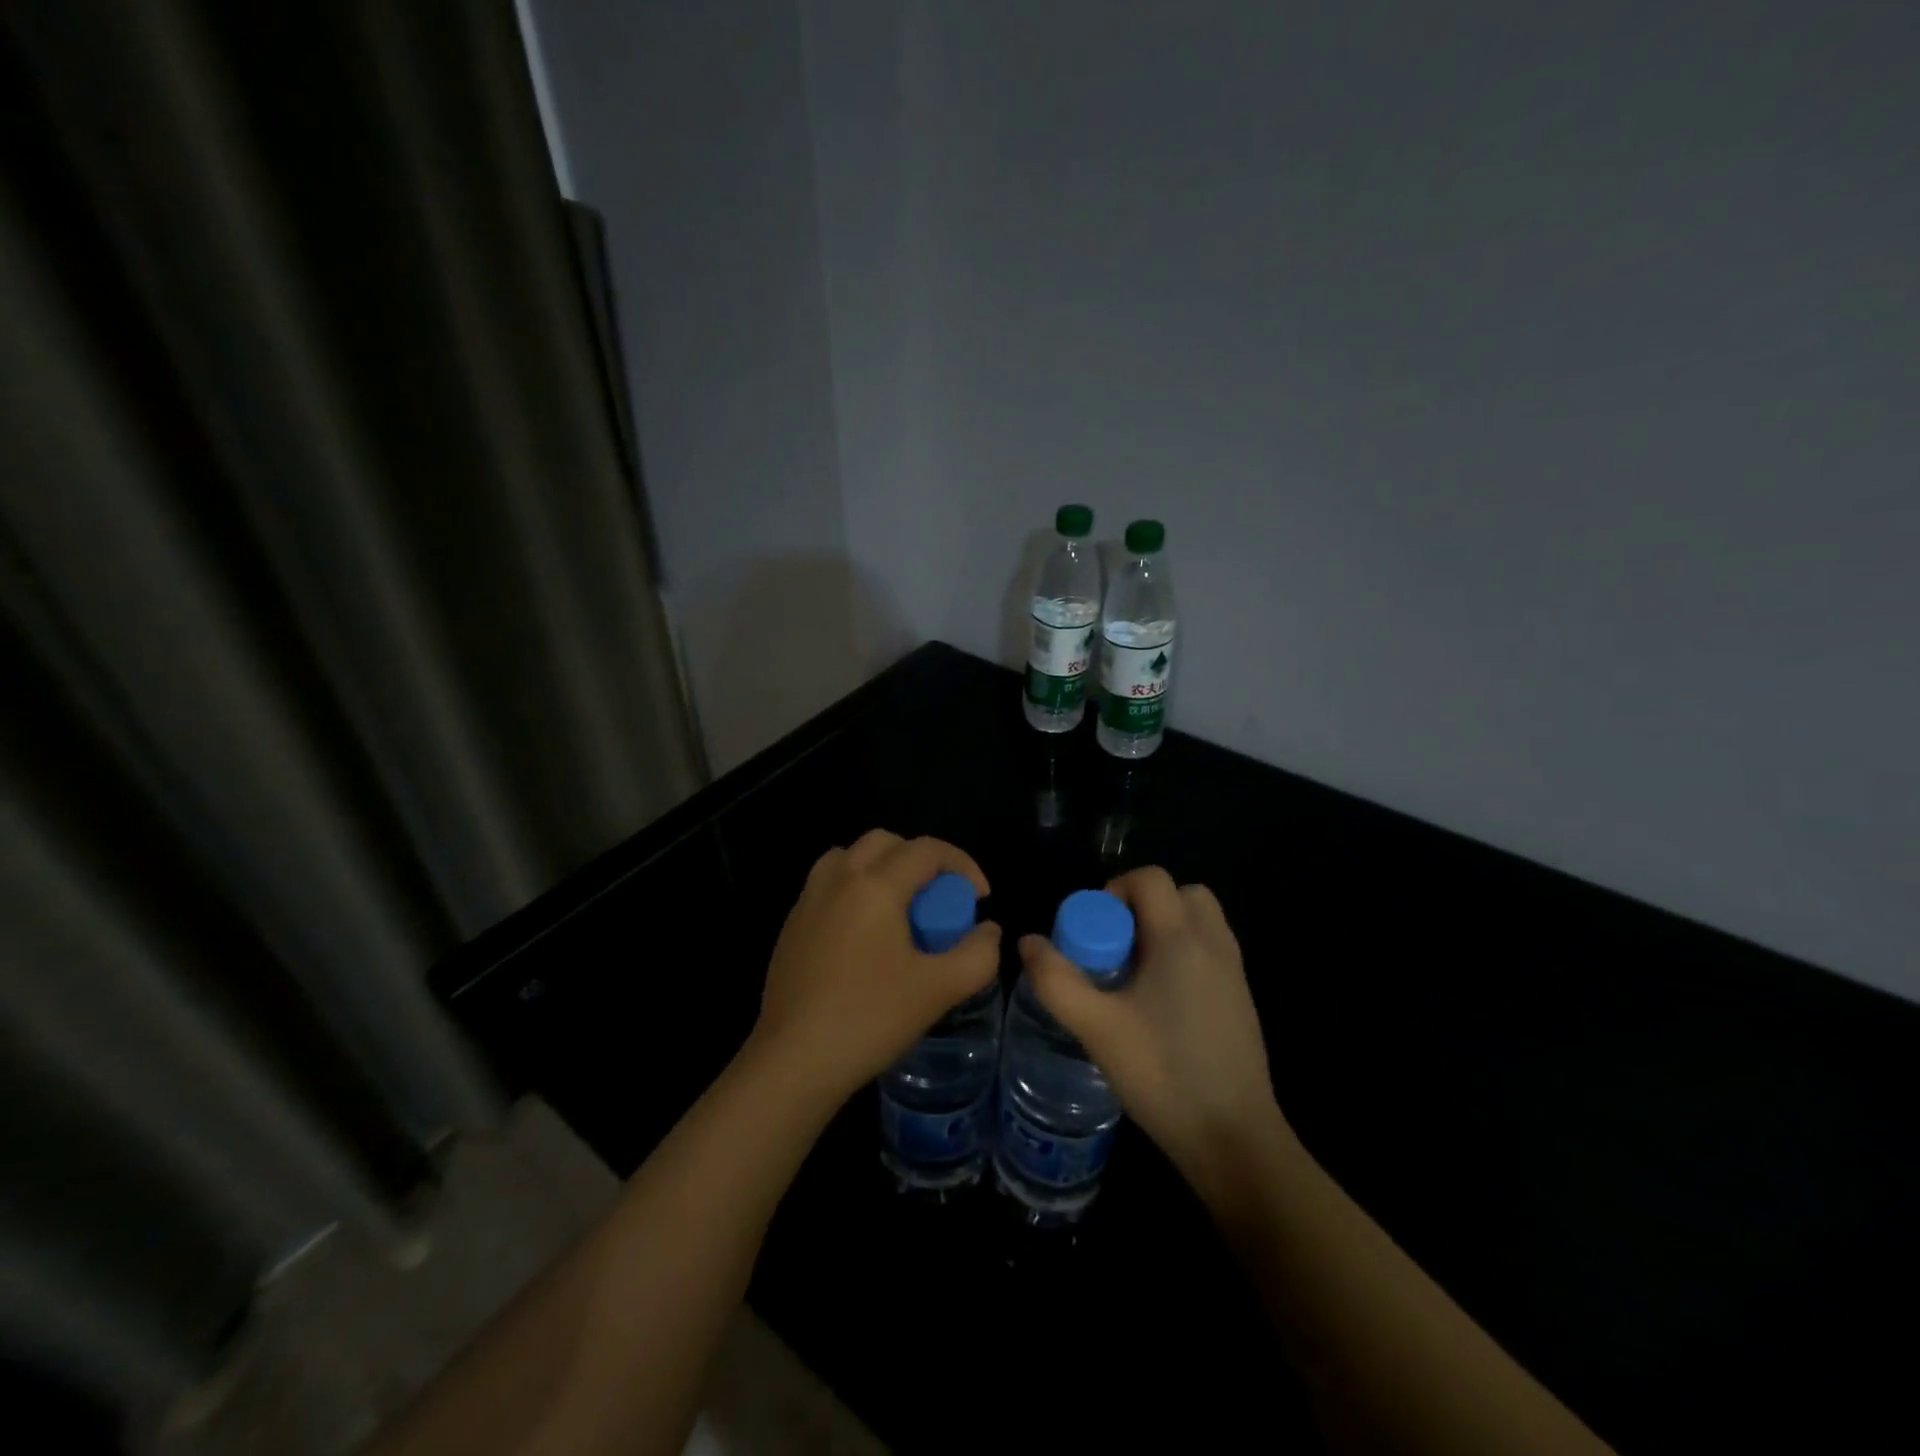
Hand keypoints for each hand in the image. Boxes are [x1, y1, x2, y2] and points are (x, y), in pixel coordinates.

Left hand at [751, 830, 1001, 1105]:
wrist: (794, 1061)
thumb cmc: (870, 1019)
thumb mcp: (939, 989)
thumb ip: (977, 954)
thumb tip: (987, 930)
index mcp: (875, 885)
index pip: (926, 850)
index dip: (962, 865)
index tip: (979, 899)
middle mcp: (838, 879)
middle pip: (885, 842)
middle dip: (921, 860)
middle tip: (939, 900)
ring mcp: (807, 900)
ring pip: (850, 857)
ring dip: (882, 868)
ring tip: (900, 909)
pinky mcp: (791, 925)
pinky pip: (828, 885)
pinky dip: (854, 890)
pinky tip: (864, 937)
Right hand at [1019, 866, 1286, 1196]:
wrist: (1235, 1139)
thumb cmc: (1163, 1075)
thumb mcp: (1097, 1028)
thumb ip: (1056, 980)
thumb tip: (1028, 942)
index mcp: (1181, 939)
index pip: (1151, 879)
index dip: (1115, 890)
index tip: (1094, 931)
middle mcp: (1214, 944)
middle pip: (1181, 893)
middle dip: (1143, 906)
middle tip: (1115, 946)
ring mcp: (1234, 973)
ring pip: (1200, 921)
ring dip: (1166, 928)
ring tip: (1135, 972)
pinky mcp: (1242, 1000)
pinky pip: (1211, 950)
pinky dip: (1185, 954)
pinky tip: (1161, 1002)